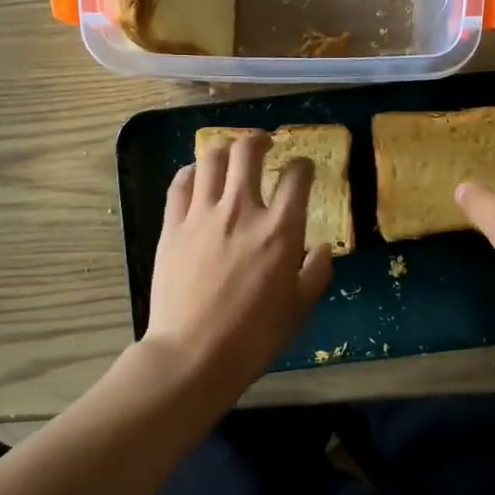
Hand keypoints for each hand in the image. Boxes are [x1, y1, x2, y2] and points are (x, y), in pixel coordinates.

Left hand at [144, 131, 333, 396]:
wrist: (194, 354)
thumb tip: (322, 248)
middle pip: (248, 151)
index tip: (303, 169)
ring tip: (230, 153)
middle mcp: (242, 210)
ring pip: (211, 158)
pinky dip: (192, 171)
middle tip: (264, 144)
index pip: (297, 177)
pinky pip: (181, 183)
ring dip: (225, 148)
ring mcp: (202, 214)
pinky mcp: (172, 225)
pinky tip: (197, 175)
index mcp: (280, 230)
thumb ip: (317, 272)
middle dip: (260, 139)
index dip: (303, 166)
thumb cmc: (254, 337)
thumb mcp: (299, 309)